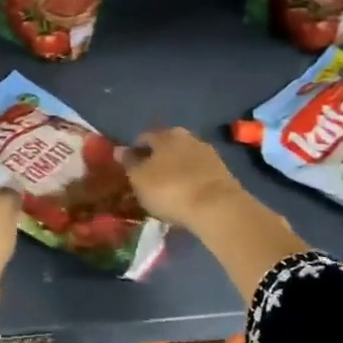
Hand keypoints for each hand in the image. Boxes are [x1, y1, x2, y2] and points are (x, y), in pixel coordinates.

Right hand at [122, 127, 248, 230]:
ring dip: (175, 170)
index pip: (144, 138)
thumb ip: (129, 163)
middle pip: (166, 147)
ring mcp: (208, 154)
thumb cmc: (170, 189)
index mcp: (165, 135)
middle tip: (148, 178)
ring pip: (184, 160)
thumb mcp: (139, 179)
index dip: (134, 152)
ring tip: (167, 190)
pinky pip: (198, 174)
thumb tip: (119, 150)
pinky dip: (190, 181)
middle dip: (157, 160)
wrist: (217, 208)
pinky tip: (185, 196)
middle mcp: (188, 137)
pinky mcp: (223, 173)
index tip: (128, 168)